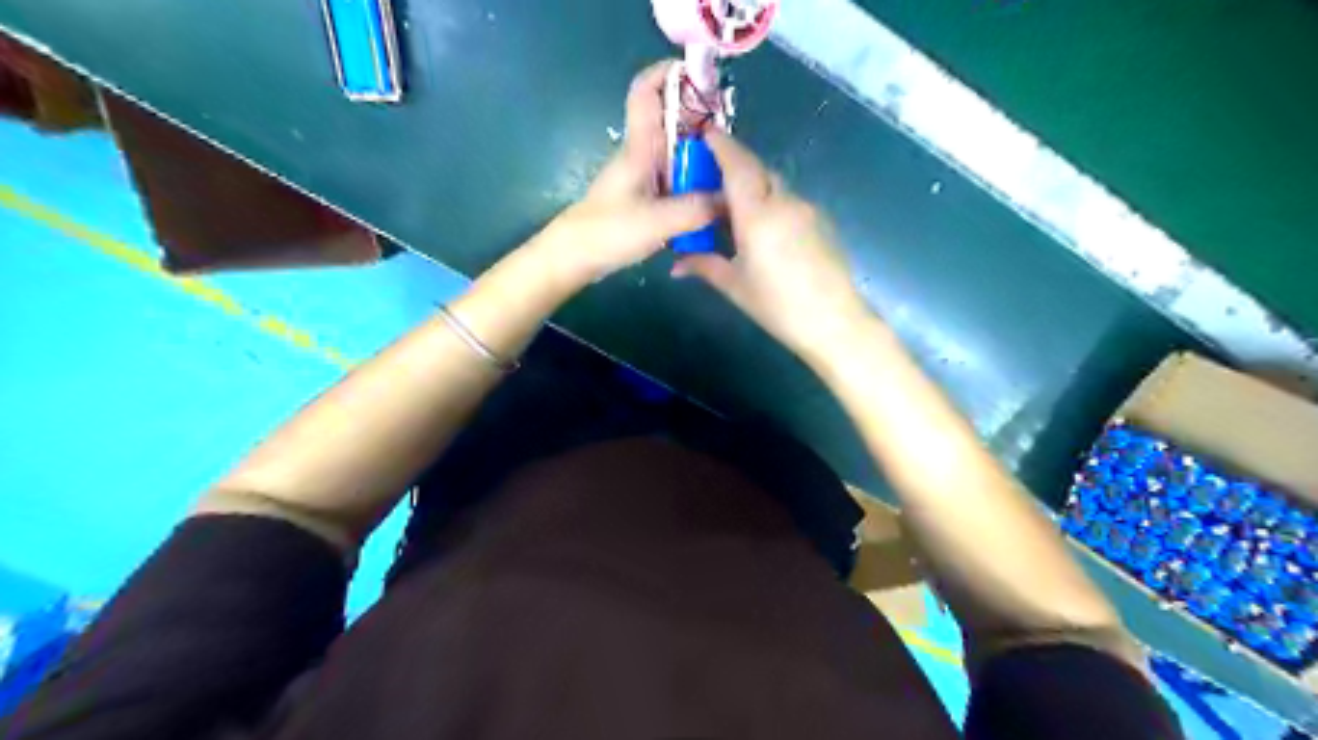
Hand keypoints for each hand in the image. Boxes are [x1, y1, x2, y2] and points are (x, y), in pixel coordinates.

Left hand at [537, 58, 719, 289]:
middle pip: (672, 121)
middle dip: (702, 119)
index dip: (669, 73)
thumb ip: (697, 209)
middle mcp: (643, 155)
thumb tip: (732, 200)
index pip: (646, 91)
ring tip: (733, 169)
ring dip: (702, 155)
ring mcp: (643, 178)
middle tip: (735, 134)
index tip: (703, 75)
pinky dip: (695, 182)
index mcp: (640, 147)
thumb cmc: (608, 231)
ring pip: (677, 153)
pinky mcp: (645, 199)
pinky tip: (713, 200)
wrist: (574, 258)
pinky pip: (676, 180)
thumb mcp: (658, 222)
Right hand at [675, 131, 871, 365]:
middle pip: (757, 170)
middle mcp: (785, 202)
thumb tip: (675, 265)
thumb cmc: (778, 306)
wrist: (834, 322)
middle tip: (711, 178)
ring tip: (733, 210)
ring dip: (753, 187)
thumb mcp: (735, 286)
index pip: (737, 166)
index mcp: (758, 214)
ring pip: (775, 185)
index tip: (705, 133)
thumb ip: (704, 265)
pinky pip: (789, 201)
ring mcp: (807, 210)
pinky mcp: (821, 222)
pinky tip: (762, 228)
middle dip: (734, 166)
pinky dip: (770, 202)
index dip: (721, 145)